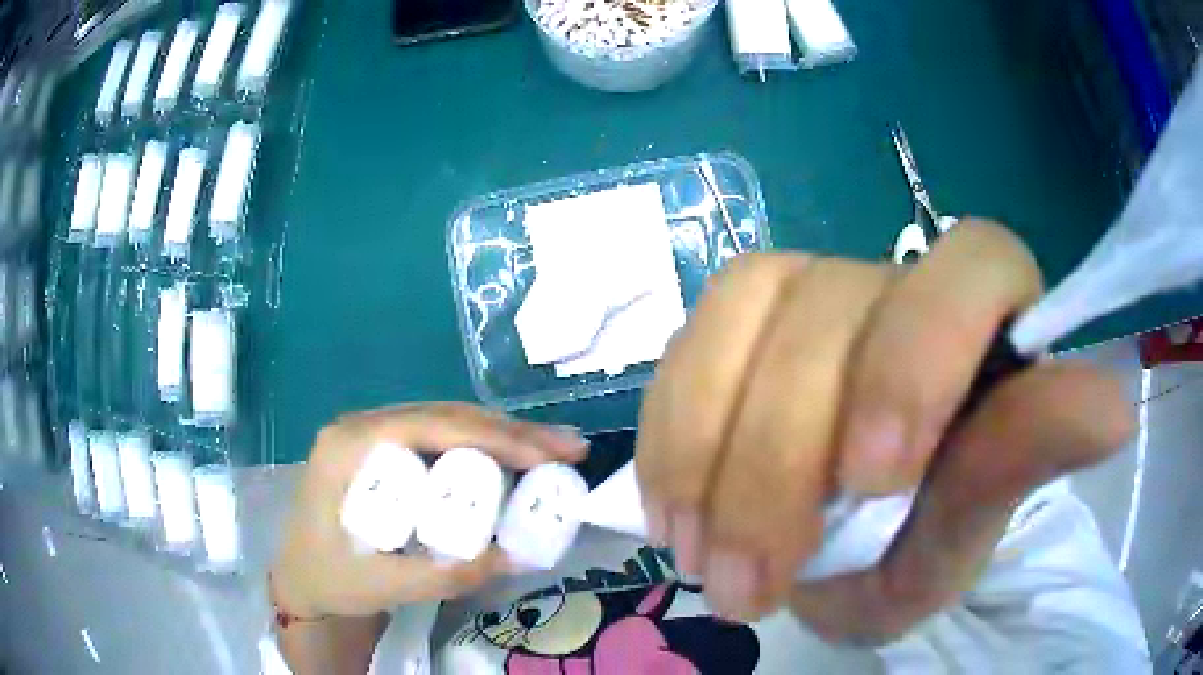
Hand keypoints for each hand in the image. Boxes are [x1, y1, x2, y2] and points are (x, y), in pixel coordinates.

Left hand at [270, 403, 587, 619]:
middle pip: (445, 416)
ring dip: (504, 435)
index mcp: (348, 446)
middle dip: (512, 431)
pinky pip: (439, 438)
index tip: (548, 457)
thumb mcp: (382, 586)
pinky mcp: (383, 452)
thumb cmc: (330, 580)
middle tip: (570, 448)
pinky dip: (484, 447)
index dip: (494, 436)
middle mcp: (360, 427)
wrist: (301, 582)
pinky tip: (516, 459)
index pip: (429, 426)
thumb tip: (518, 555)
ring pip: (446, 422)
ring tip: (555, 452)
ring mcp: (371, 435)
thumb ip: (444, 576)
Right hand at [636, 220, 1133, 642]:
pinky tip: (675, 513)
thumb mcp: (968, 531)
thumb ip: (1022, 463)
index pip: (974, 264)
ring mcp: (811, 288)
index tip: (874, 476)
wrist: (842, 552)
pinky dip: (672, 435)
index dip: (921, 354)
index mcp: (987, 320)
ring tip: (703, 558)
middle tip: (751, 581)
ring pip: (744, 312)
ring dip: (709, 454)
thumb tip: (1115, 410)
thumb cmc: (922, 545)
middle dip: (781, 463)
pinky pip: (688, 343)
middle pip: (833, 311)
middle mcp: (899, 281)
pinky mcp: (739, 319)